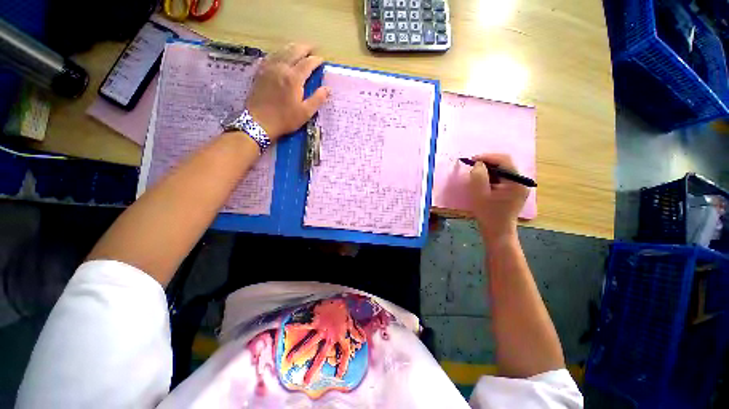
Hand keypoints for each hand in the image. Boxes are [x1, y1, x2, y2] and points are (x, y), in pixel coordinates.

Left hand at [245, 43, 330, 141]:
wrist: (259, 122)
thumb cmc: (285, 119)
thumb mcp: (305, 113)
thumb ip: (317, 99)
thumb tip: (328, 88)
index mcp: (294, 78)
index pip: (307, 63)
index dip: (316, 60)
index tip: (322, 60)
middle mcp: (281, 68)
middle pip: (294, 51)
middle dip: (305, 48)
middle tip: (312, 48)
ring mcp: (268, 68)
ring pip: (281, 51)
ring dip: (292, 47)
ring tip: (299, 48)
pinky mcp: (260, 71)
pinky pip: (270, 56)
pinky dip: (278, 52)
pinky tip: (280, 55)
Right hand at [468, 154, 528, 243]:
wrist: (497, 232)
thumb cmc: (488, 214)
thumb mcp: (479, 194)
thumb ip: (478, 176)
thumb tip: (478, 164)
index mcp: (516, 182)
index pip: (504, 160)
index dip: (487, 157)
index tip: (472, 160)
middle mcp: (521, 182)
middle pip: (505, 164)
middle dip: (488, 163)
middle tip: (472, 166)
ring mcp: (519, 187)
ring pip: (503, 171)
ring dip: (489, 170)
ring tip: (476, 174)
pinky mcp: (514, 191)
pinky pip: (502, 178)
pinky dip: (492, 177)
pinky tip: (483, 182)